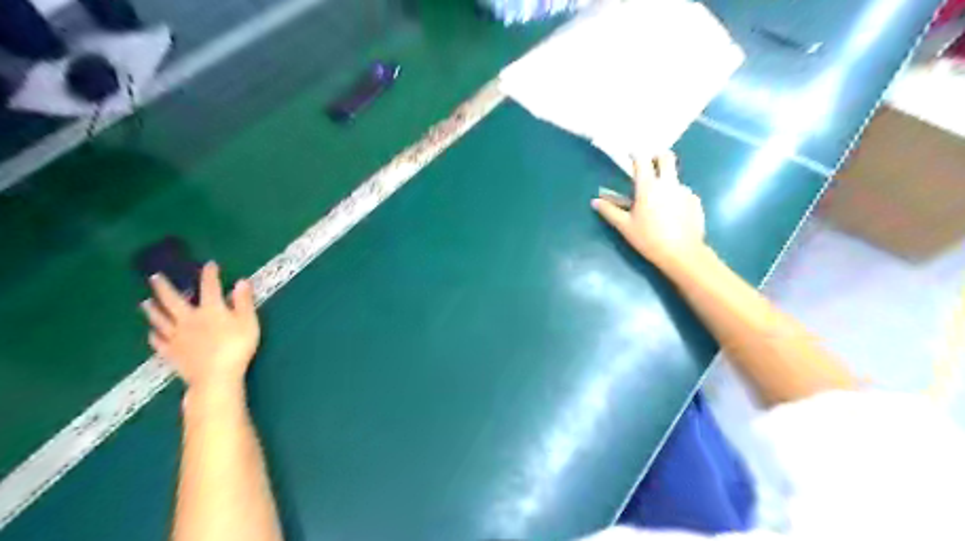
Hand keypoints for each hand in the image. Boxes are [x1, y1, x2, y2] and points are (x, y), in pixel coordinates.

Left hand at [141, 260, 260, 394]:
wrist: (216, 376)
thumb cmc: (237, 347)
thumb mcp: (248, 322)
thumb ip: (244, 302)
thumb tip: (241, 282)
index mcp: (210, 309)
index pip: (210, 287)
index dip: (210, 274)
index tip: (209, 264)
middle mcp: (188, 319)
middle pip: (172, 300)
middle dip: (164, 287)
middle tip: (154, 277)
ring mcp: (176, 336)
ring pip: (160, 319)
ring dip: (152, 309)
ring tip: (145, 302)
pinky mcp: (171, 353)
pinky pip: (158, 341)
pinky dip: (154, 335)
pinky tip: (152, 332)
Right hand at [593, 150, 705, 269]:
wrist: (682, 254)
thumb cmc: (649, 239)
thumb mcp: (625, 226)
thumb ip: (609, 211)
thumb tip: (595, 201)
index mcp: (648, 187)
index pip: (642, 160)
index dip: (635, 154)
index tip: (630, 155)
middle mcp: (668, 183)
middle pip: (666, 157)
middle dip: (657, 156)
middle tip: (650, 164)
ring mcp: (684, 191)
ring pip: (674, 177)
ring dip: (665, 182)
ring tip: (658, 201)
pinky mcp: (695, 201)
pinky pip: (683, 193)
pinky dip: (675, 197)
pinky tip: (672, 213)